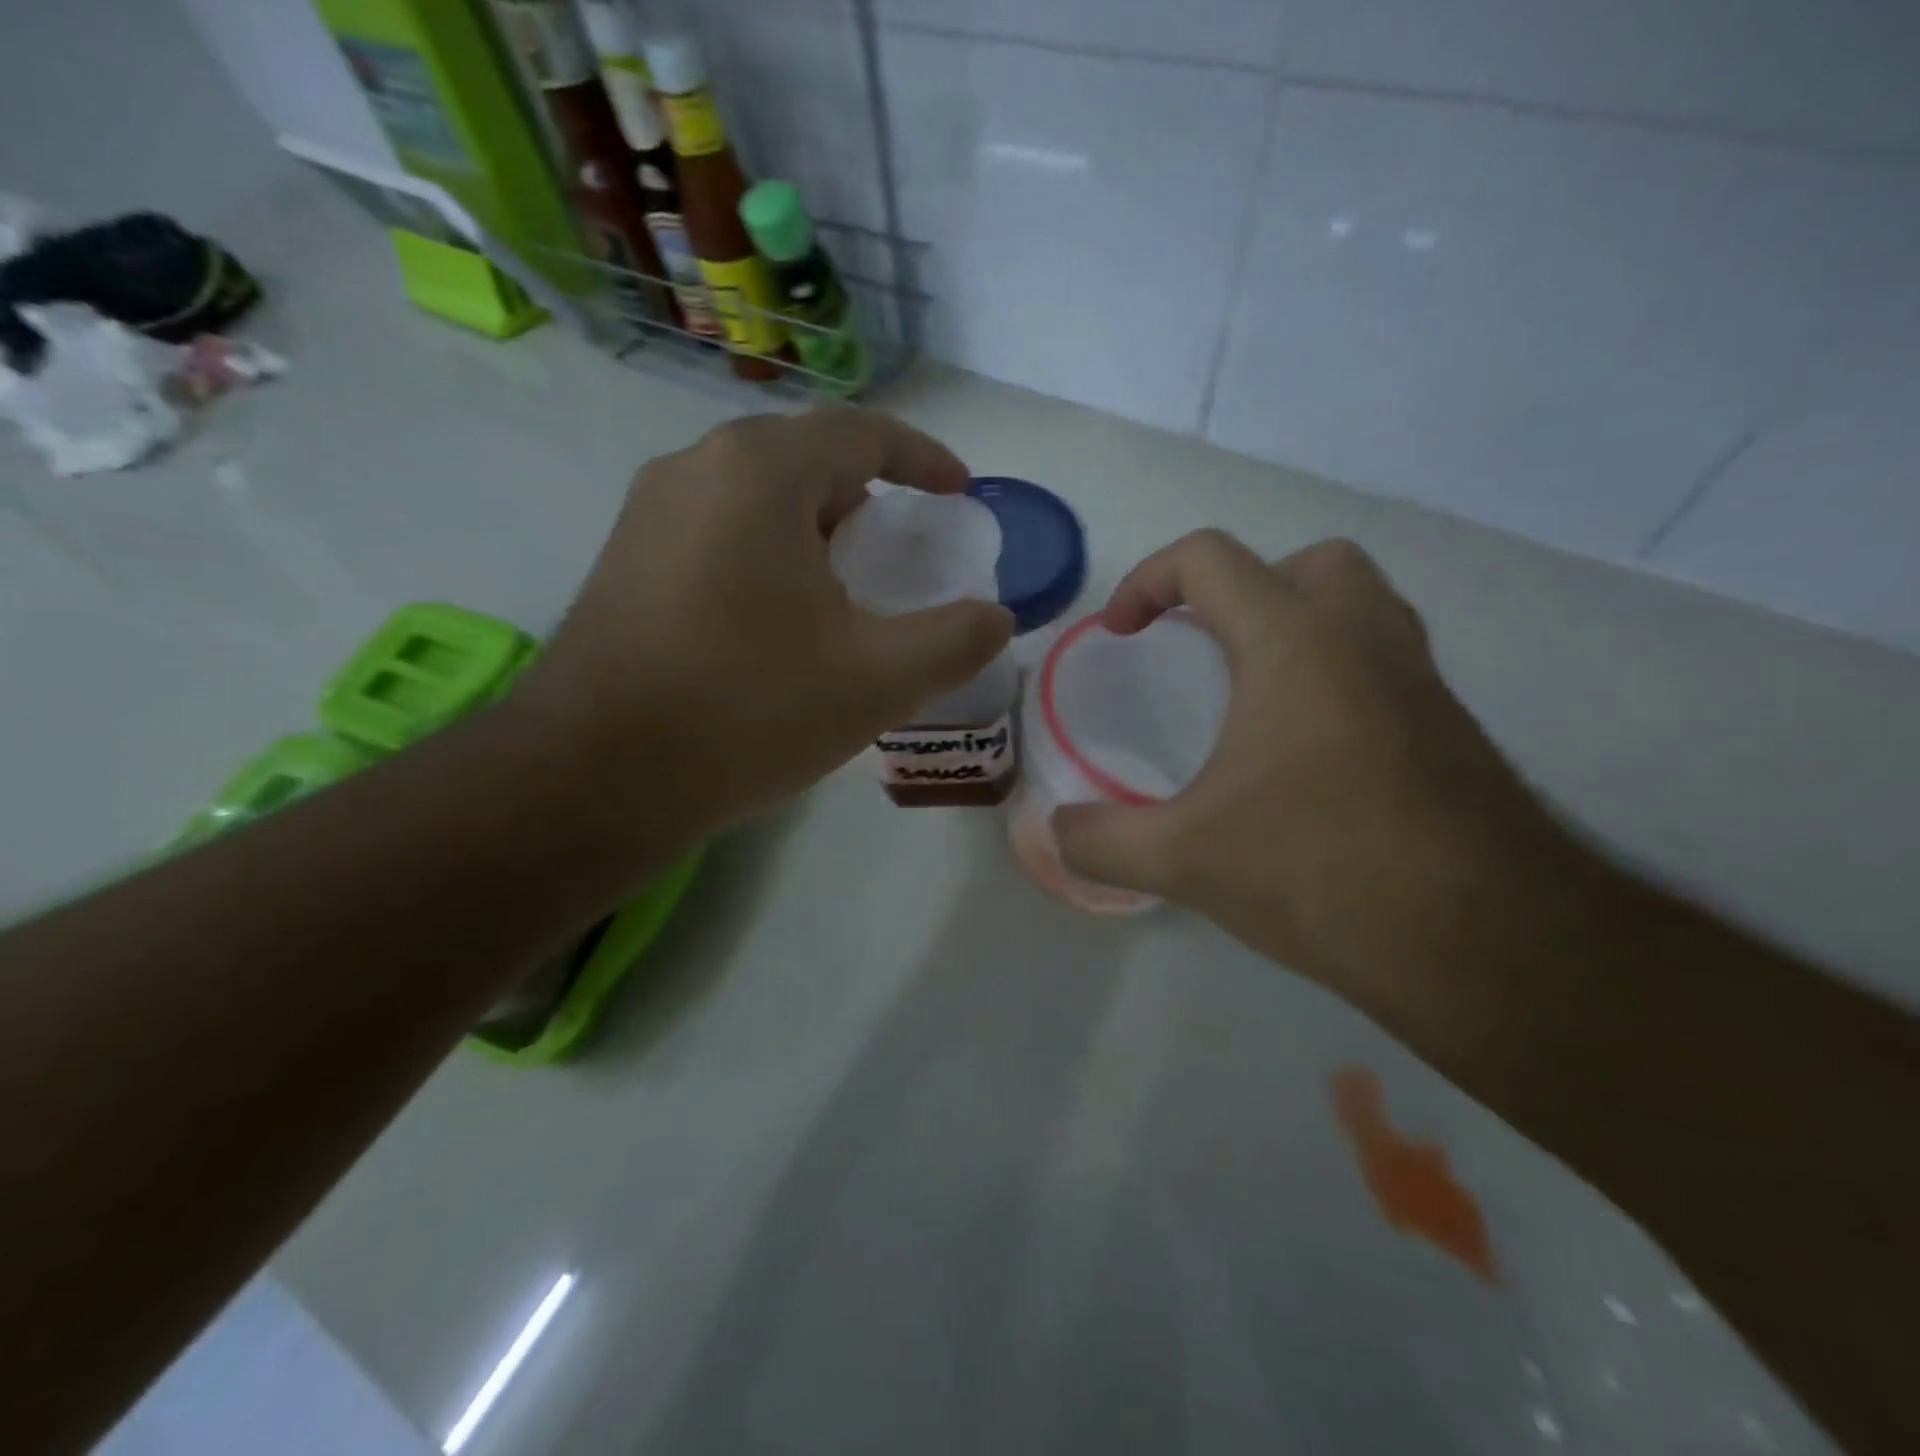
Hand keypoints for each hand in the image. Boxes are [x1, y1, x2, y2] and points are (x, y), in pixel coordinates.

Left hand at [515, 408, 1013, 834]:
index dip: (924, 458)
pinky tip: (779, 626)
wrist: (595, 776)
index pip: (862, 433)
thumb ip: (955, 639)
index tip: (960, 493)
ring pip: (758, 501)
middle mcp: (695, 469)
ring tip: (847, 597)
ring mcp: (648, 515)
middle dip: (868, 501)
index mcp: (759, 471)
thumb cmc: (747, 709)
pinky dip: (769, 559)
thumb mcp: (877, 679)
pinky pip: (719, 536)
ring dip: (815, 533)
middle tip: (902, 556)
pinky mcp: (625, 562)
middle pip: (807, 462)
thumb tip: (996, 617)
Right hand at [1053, 531, 1563, 997]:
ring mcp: (1420, 682)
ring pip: (1360, 607)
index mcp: (1295, 642)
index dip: (1147, 580)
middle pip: (1305, 563)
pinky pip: (1386, 666)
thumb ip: (1100, 841)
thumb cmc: (1321, 869)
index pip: (1210, 559)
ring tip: (1252, 694)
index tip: (1120, 632)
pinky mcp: (1452, 730)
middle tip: (1205, 648)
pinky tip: (1307, 756)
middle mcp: (1365, 639)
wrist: (1487, 942)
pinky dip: (1338, 678)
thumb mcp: (1184, 859)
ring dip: (1298, 625)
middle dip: (1242, 590)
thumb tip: (1054, 833)